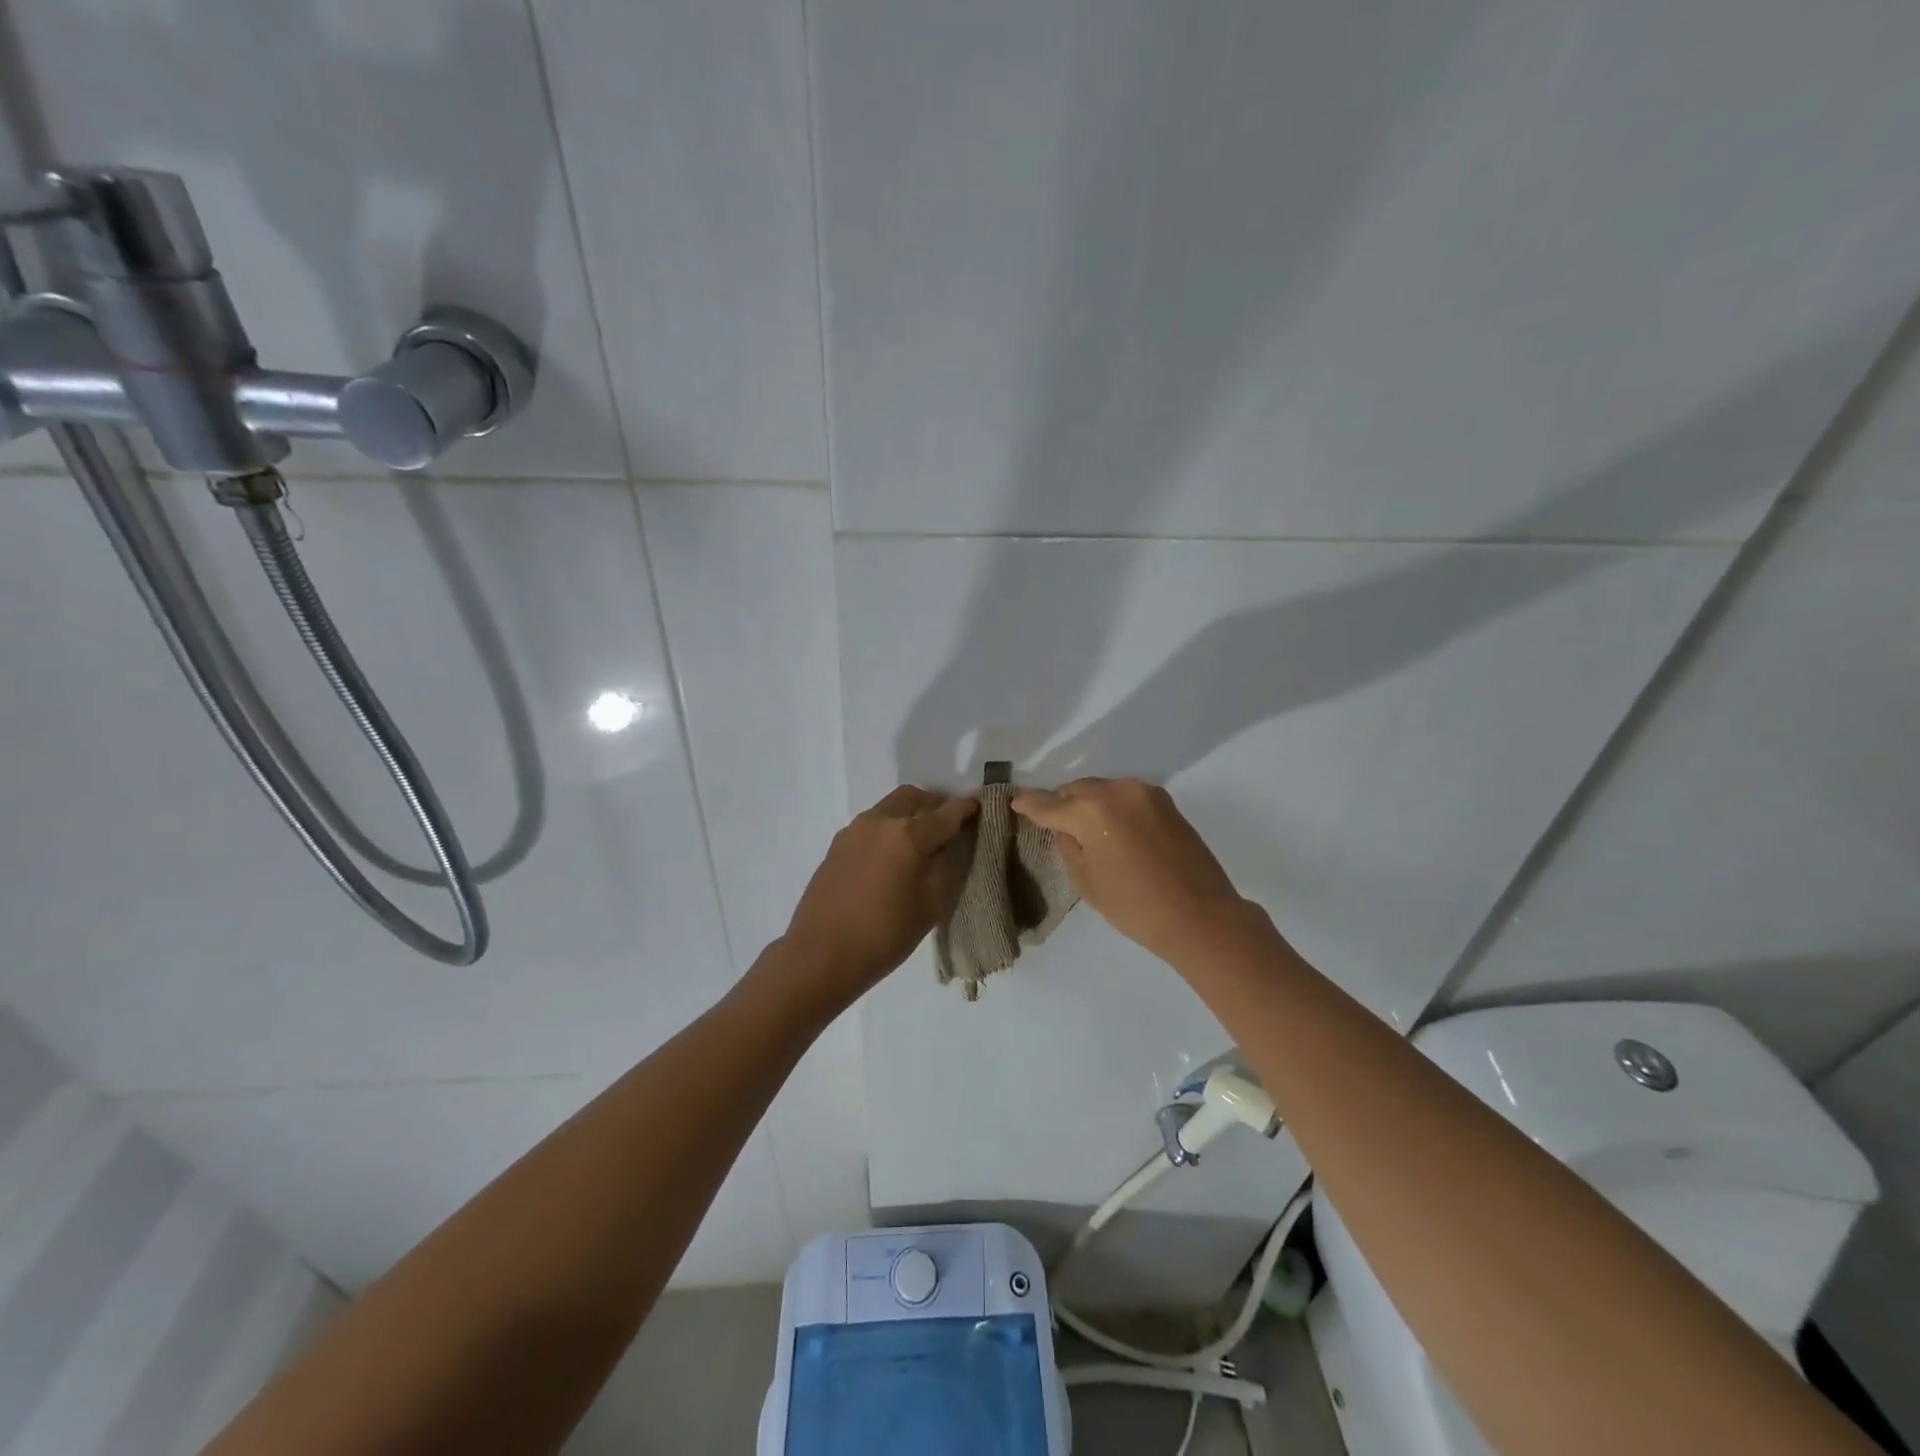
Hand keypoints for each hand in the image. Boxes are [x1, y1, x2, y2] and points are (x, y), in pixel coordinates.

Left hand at [781, 786, 977, 1004]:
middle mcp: (880, 821)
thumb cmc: (885, 935)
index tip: (981, 808)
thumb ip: (948, 865)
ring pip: (890, 809)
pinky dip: (889, 830)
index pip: (948, 812)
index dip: (968, 809)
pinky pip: (872, 825)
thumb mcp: (932, 905)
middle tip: (950, 826)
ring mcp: (854, 830)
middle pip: (915, 798)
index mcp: (908, 834)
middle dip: (936, 806)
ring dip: (910, 816)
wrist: (820, 955)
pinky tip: (892, 859)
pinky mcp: (837, 844)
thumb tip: (954, 843)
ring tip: (921, 845)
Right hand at [1012, 777, 1255, 963]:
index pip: (1049, 804)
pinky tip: (1113, 829)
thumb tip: (1066, 831)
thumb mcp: (1087, 882)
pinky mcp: (1166, 802)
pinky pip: (1127, 797)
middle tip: (1052, 821)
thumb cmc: (1135, 906)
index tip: (1015, 801)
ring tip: (1085, 827)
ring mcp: (1145, 793)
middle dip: (1062, 803)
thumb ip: (1069, 847)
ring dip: (1089, 803)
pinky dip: (1113, 807)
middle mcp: (1117, 791)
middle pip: (1077, 790)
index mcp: (1090, 810)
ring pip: (1103, 790)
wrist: (1200, 916)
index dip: (1029, 804)